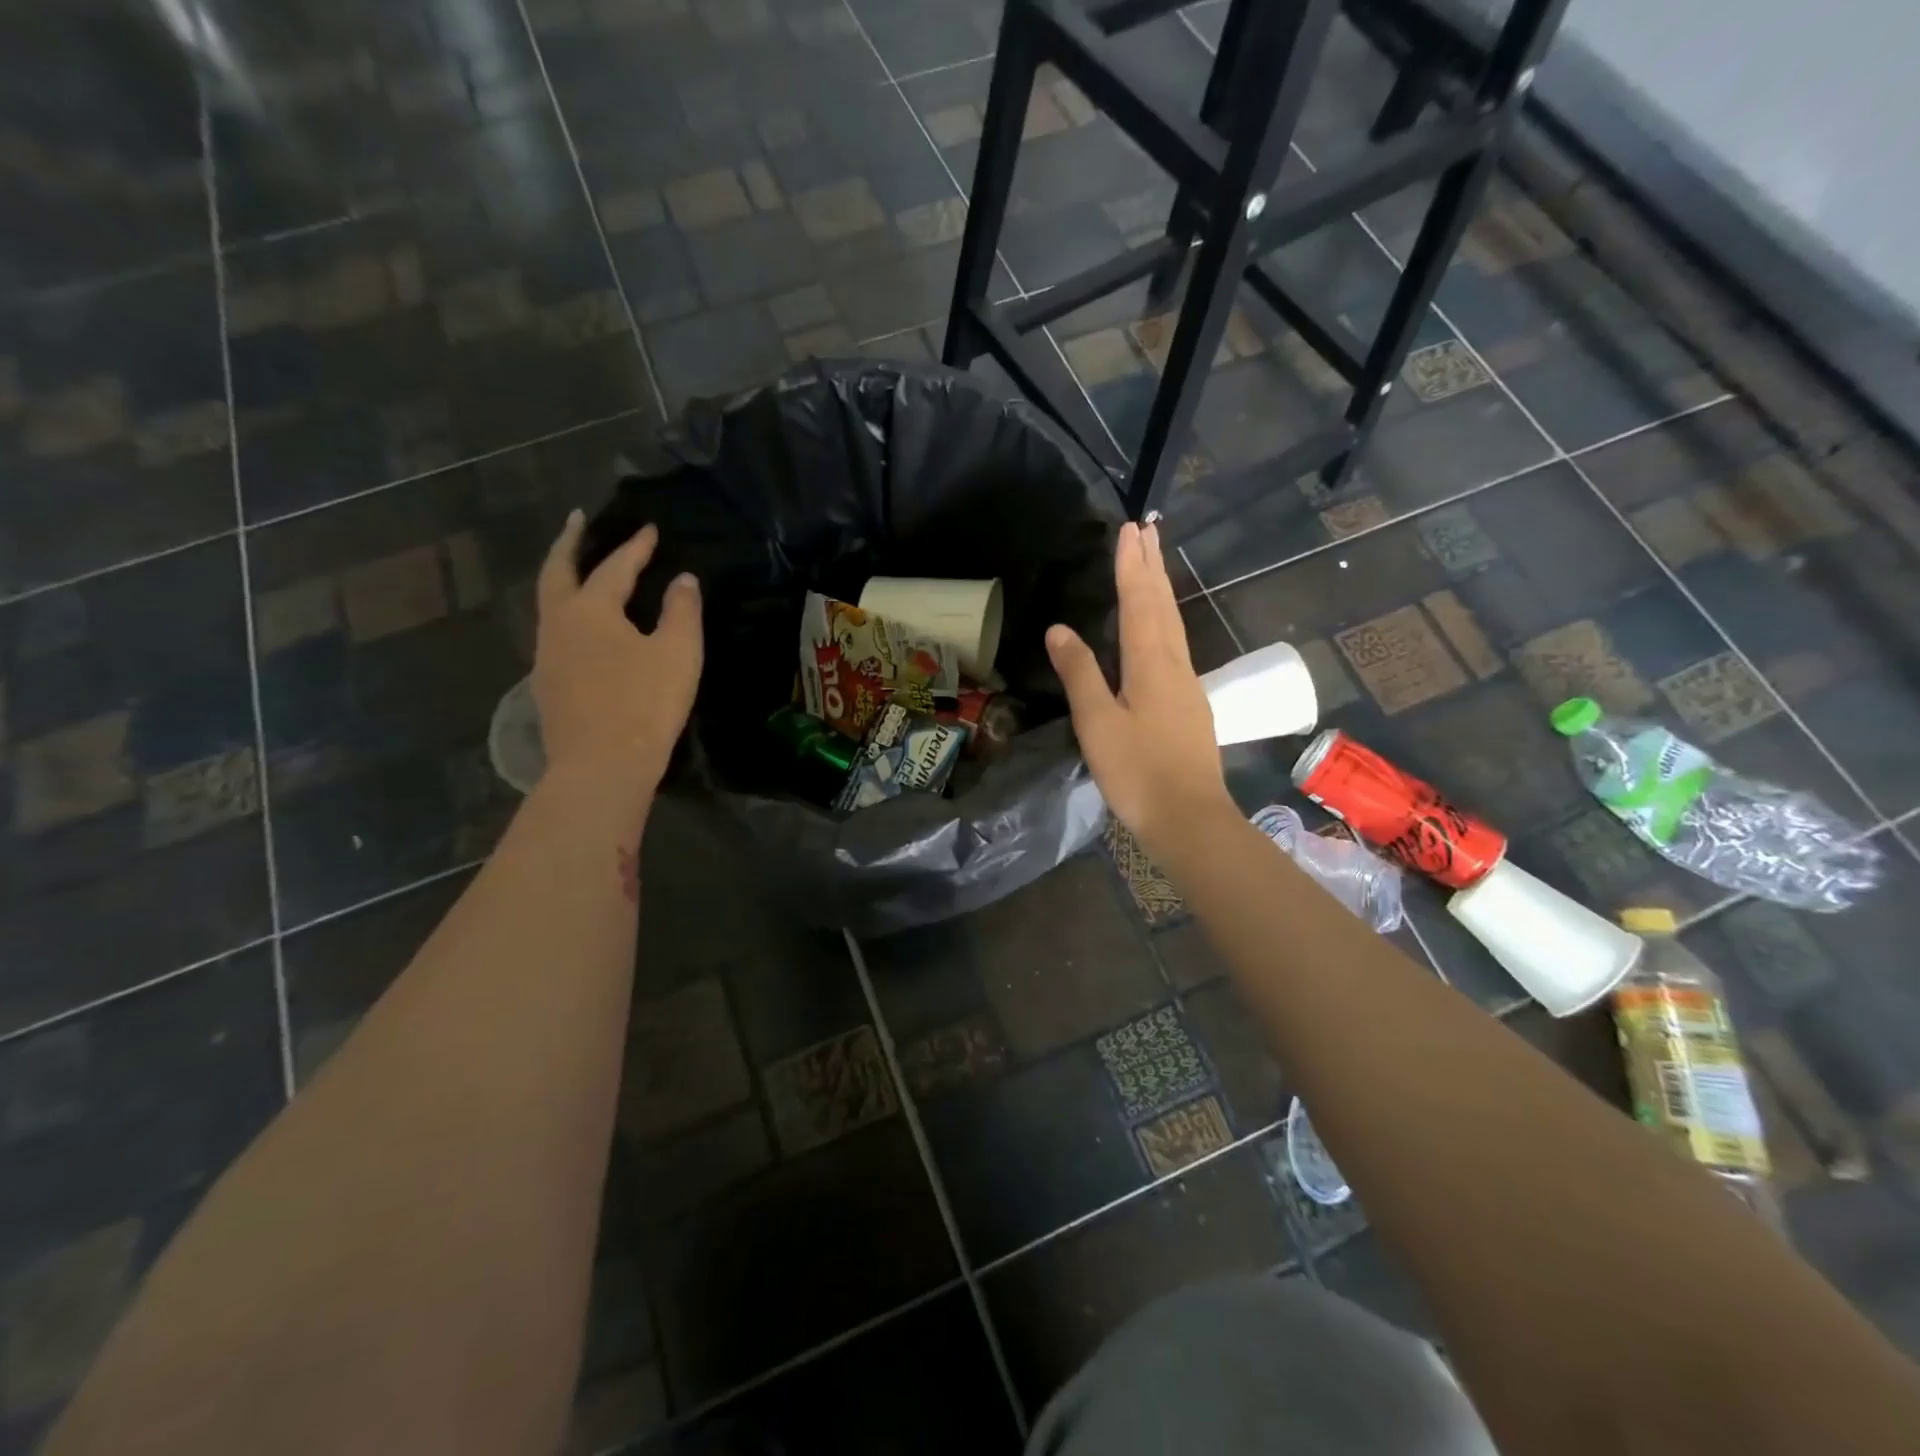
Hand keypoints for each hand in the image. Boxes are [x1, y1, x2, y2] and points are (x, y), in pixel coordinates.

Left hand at [534, 513, 701, 795]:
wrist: (601, 765)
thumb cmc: (645, 704)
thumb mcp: (678, 653)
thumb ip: (682, 611)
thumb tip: (683, 580)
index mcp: (591, 610)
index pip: (615, 567)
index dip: (635, 547)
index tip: (650, 529)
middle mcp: (558, 624)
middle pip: (558, 572)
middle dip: (570, 543)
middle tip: (577, 521)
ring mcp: (546, 655)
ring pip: (549, 603)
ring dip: (563, 578)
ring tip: (579, 570)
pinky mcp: (546, 684)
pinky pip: (553, 633)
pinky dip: (565, 613)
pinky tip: (580, 627)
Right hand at [1046, 521, 1234, 858]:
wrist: (1189, 818)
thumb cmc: (1138, 771)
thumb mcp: (1098, 723)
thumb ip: (1079, 673)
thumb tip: (1059, 629)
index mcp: (1151, 664)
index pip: (1140, 602)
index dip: (1132, 566)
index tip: (1129, 529)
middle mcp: (1175, 665)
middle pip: (1164, 605)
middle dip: (1152, 567)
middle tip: (1147, 530)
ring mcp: (1187, 685)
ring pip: (1173, 625)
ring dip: (1161, 590)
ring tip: (1153, 565)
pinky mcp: (1189, 706)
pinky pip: (1175, 646)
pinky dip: (1164, 621)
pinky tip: (1159, 629)